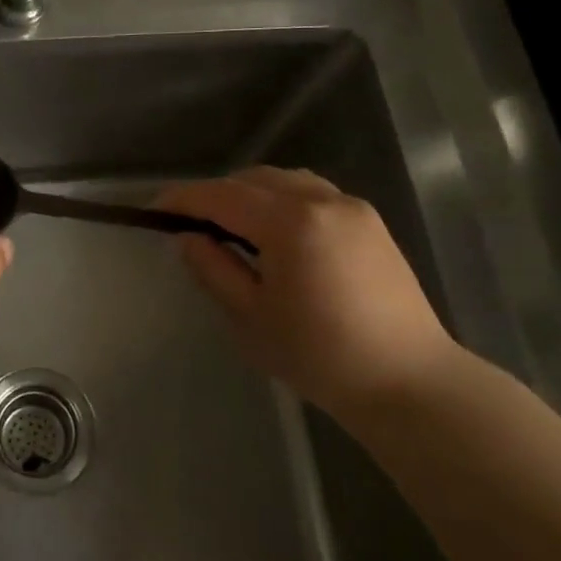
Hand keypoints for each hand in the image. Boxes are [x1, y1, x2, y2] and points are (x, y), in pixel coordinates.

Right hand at [157, 167, 460, 416]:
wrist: (408, 381)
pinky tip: (274, 232)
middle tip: (188, 222)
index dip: (183, 199)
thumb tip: (188, 238)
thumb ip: (213, 269)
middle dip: (215, 194)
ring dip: (249, 193)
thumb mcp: (250, 317)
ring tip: (229, 225)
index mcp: (291, 223)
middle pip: (254, 179)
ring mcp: (352, 208)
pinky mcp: (370, 223)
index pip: (222, 196)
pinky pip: (313, 194)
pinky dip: (282, 200)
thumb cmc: (319, 356)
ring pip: (286, 181)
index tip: (153, 210)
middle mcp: (323, 201)